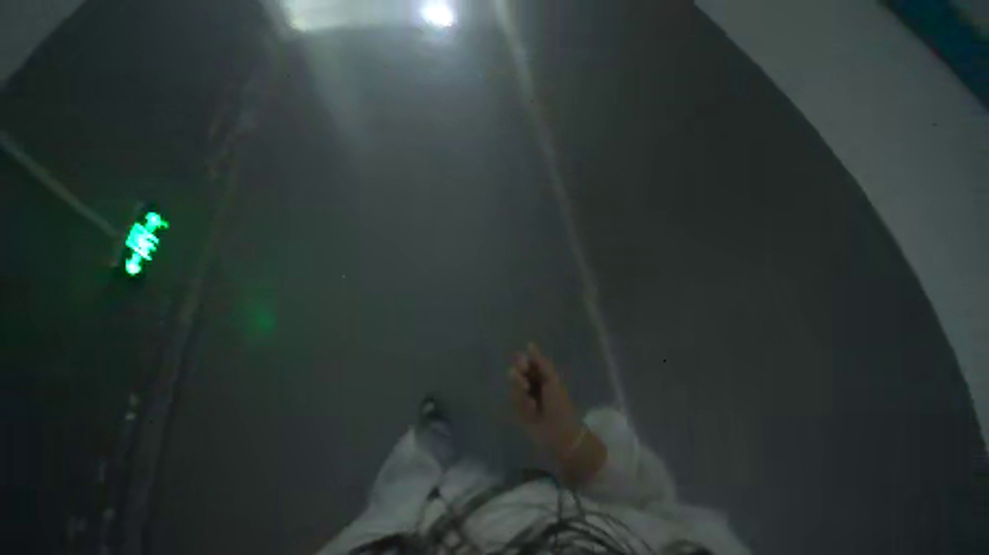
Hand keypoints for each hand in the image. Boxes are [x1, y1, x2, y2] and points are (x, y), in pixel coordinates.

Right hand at [508, 344, 583, 457]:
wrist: (560, 434)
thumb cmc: (559, 403)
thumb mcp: (551, 380)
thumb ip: (540, 362)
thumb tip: (529, 343)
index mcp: (541, 373)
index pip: (526, 361)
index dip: (522, 361)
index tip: (523, 364)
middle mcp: (531, 382)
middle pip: (517, 372)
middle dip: (518, 377)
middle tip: (525, 385)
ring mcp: (524, 396)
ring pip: (514, 387)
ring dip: (521, 394)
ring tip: (532, 403)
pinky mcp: (519, 409)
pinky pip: (513, 402)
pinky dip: (522, 406)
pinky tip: (531, 412)